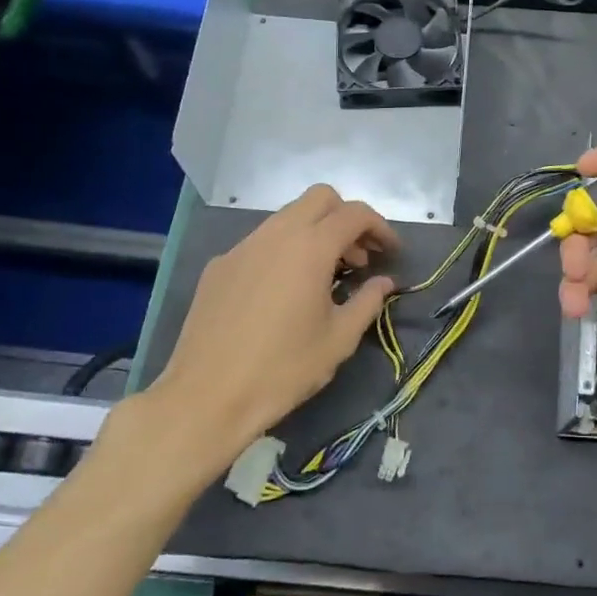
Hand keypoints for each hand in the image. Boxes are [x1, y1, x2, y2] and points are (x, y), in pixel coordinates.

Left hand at [144, 184, 397, 465]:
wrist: (206, 397)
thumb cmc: (283, 369)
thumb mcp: (338, 340)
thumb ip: (367, 302)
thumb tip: (383, 283)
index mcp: (310, 248)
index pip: (354, 214)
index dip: (380, 227)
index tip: (391, 252)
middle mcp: (275, 235)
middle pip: (320, 198)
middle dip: (346, 218)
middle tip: (358, 257)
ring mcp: (242, 247)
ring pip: (287, 217)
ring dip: (315, 233)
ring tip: (324, 276)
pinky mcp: (219, 266)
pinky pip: (261, 242)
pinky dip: (284, 251)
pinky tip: (283, 292)